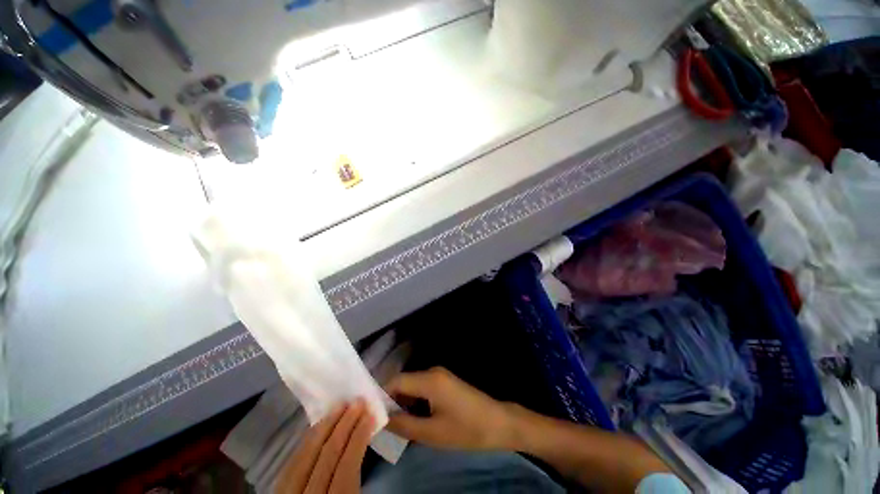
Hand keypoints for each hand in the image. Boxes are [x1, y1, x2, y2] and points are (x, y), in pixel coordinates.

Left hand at [275, 399, 373, 493]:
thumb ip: (358, 480)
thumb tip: (363, 440)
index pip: (346, 467)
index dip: (359, 437)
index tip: (370, 415)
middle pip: (325, 457)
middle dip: (344, 425)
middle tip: (357, 402)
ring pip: (304, 458)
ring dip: (324, 428)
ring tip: (339, 407)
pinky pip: (290, 465)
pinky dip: (306, 444)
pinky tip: (317, 429)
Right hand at [385, 367, 514, 450]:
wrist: (499, 423)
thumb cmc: (467, 429)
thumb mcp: (432, 433)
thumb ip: (404, 425)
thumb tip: (381, 420)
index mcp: (429, 379)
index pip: (396, 381)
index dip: (381, 396)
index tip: (370, 415)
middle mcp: (432, 372)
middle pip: (403, 382)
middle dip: (391, 402)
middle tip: (381, 425)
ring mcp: (440, 376)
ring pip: (413, 386)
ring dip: (403, 403)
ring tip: (395, 426)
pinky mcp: (445, 382)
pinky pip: (423, 389)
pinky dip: (414, 402)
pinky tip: (413, 419)